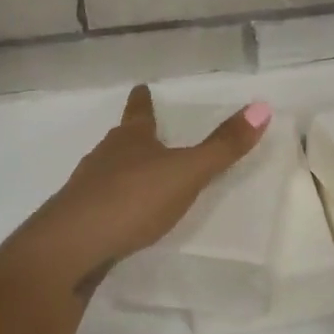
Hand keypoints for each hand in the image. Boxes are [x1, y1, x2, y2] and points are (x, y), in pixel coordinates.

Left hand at [18, 85, 272, 291]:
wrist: (72, 245)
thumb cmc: (133, 199)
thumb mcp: (187, 172)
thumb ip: (223, 147)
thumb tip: (262, 107)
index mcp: (131, 139)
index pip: (140, 112)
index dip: (143, 100)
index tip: (140, 87)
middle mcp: (105, 156)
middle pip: (120, 140)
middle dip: (133, 136)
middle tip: (143, 133)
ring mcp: (86, 187)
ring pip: (106, 170)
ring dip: (121, 170)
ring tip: (135, 176)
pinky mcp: (77, 219)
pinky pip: (98, 203)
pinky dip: (111, 203)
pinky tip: (118, 217)